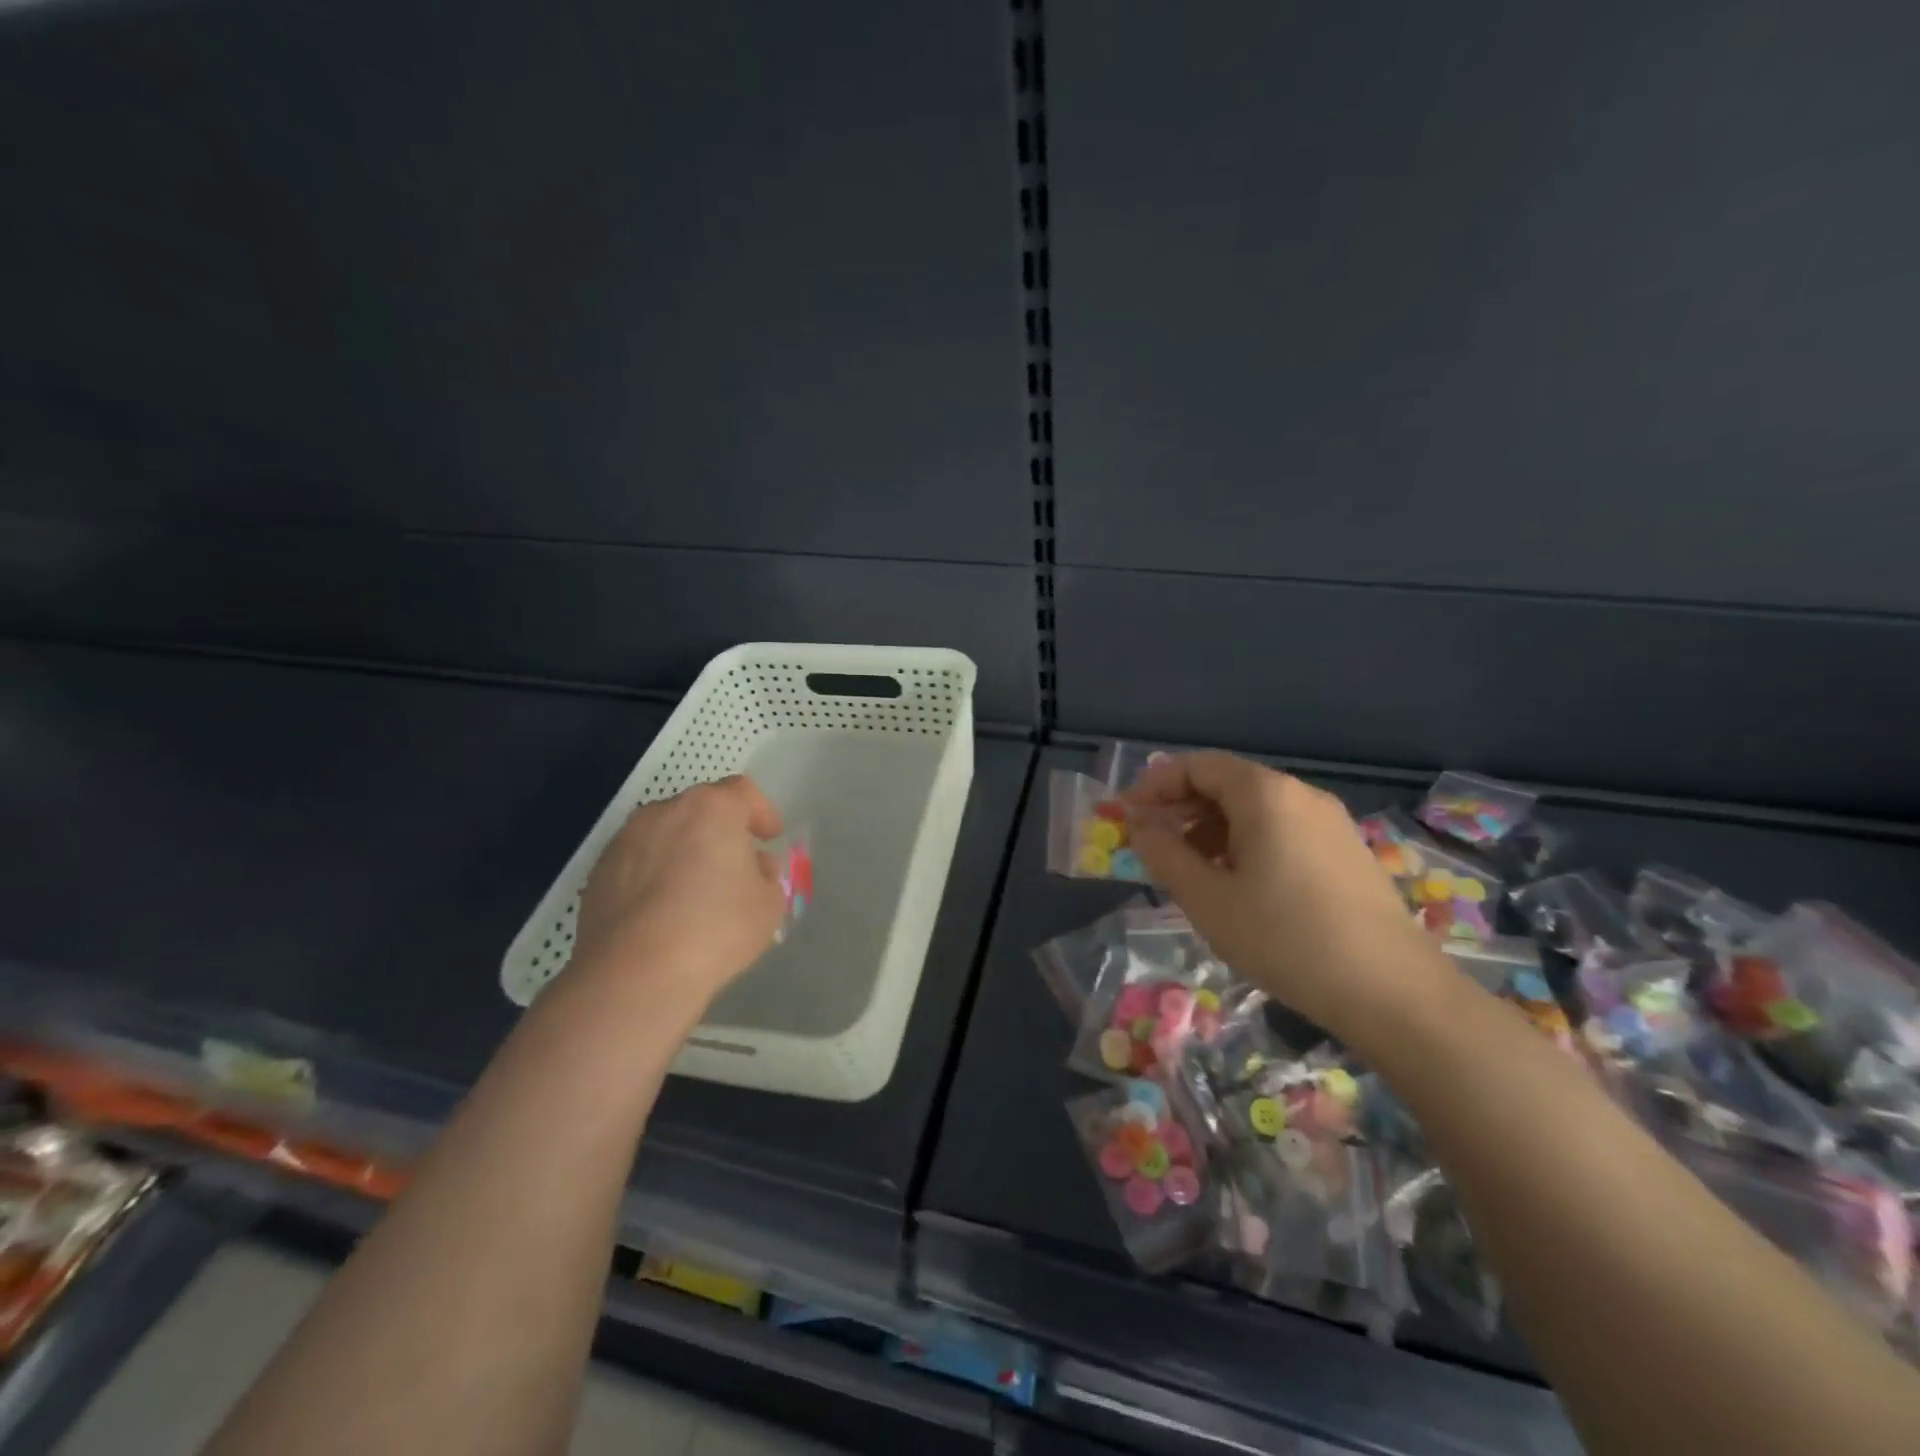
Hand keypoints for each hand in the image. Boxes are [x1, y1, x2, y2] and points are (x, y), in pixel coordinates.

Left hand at [568, 775, 787, 1010]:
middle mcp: (665, 812)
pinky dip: (653, 876)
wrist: (635, 974)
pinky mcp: (599, 872)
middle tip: (734, 866)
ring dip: (683, 852)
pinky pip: (638, 863)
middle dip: (719, 831)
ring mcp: (625, 840)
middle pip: (700, 809)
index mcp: (712, 808)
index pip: (742, 792)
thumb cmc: (716, 929)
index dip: (761, 811)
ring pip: (665, 835)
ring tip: (694, 892)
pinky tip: (662, 913)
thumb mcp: (769, 904)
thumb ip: (768, 875)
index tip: (769, 837)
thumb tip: (754, 865)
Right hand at [1122, 752, 1447, 1035]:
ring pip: (1255, 809)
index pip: (1198, 766)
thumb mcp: (1207, 899)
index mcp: (1265, 794)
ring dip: (1212, 828)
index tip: (1128, 816)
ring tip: (1191, 870)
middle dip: (1182, 807)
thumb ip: (1164, 854)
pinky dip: (1246, 843)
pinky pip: (1282, 830)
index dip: (1155, 785)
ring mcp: (1329, 822)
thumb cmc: (1285, 939)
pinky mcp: (1346, 851)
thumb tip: (1141, 826)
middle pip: (1227, 782)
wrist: (1392, 992)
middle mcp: (1300, 794)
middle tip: (1153, 844)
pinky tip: (1239, 885)